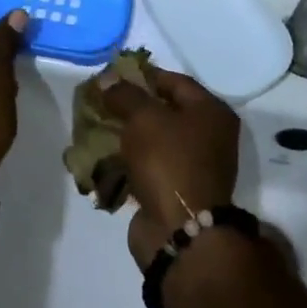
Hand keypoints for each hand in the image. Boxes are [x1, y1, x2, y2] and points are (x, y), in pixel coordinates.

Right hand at [101, 70, 240, 269]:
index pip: (175, 81)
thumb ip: (125, 94)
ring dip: (126, 136)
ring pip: (153, 141)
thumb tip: (108, 79)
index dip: (143, 76)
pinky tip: (102, 158)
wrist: (180, 231)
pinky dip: (127, 162)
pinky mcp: (175, 191)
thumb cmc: (168, 161)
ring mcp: (193, 166)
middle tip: (101, 103)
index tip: (113, 78)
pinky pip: (148, 167)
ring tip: (95, 130)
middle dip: (130, 107)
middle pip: (164, 111)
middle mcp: (209, 136)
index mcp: (211, 112)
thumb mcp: (143, 117)